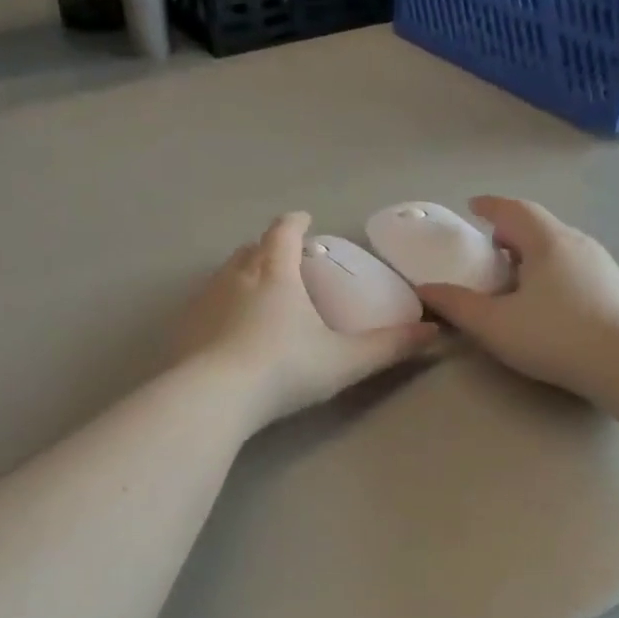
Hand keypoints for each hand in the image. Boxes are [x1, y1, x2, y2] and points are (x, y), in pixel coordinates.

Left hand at [174, 212, 437, 429]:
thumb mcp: (345, 361)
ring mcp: (205, 301)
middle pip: (251, 249)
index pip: (284, 233)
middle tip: (283, 260)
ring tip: (256, 292)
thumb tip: (434, 332)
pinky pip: (204, 304)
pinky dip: (219, 306)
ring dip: (241, 274)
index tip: (304, 221)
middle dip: (268, 248)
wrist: (214, 397)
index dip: (295, 223)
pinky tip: (226, 330)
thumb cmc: (284, 370)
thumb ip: (389, 347)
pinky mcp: (184, 327)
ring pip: (224, 274)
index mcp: (276, 274)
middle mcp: (236, 277)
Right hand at [417, 197, 618, 399]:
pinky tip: (547, 302)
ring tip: (515, 280)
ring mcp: (601, 264)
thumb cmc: (554, 335)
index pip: (513, 209)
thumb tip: (425, 289)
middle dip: (510, 233)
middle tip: (489, 252)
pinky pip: (574, 267)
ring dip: (533, 255)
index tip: (473, 206)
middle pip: (538, 226)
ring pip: (559, 247)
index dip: (490, 206)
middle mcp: (576, 242)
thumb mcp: (494, 324)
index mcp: (546, 241)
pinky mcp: (615, 288)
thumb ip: (457, 305)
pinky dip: (552, 272)